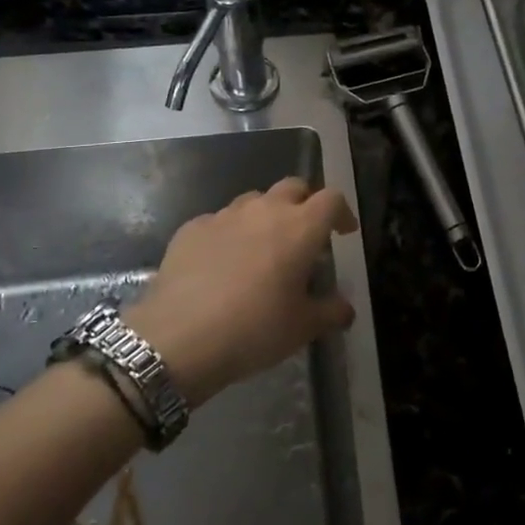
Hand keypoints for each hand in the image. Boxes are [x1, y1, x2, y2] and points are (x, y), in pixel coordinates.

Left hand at [128, 177, 358, 404]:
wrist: (179, 337)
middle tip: (305, 235)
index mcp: (299, 227)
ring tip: (263, 248)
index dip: (342, 212)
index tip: (343, 232)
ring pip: (254, 201)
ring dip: (266, 216)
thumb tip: (345, 309)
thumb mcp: (303, 328)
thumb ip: (331, 312)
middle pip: (293, 187)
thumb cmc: (254, 329)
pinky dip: (230, 234)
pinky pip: (219, 221)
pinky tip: (222, 263)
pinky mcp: (191, 228)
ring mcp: (224, 215)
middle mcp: (263, 210)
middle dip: (304, 204)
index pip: (331, 199)